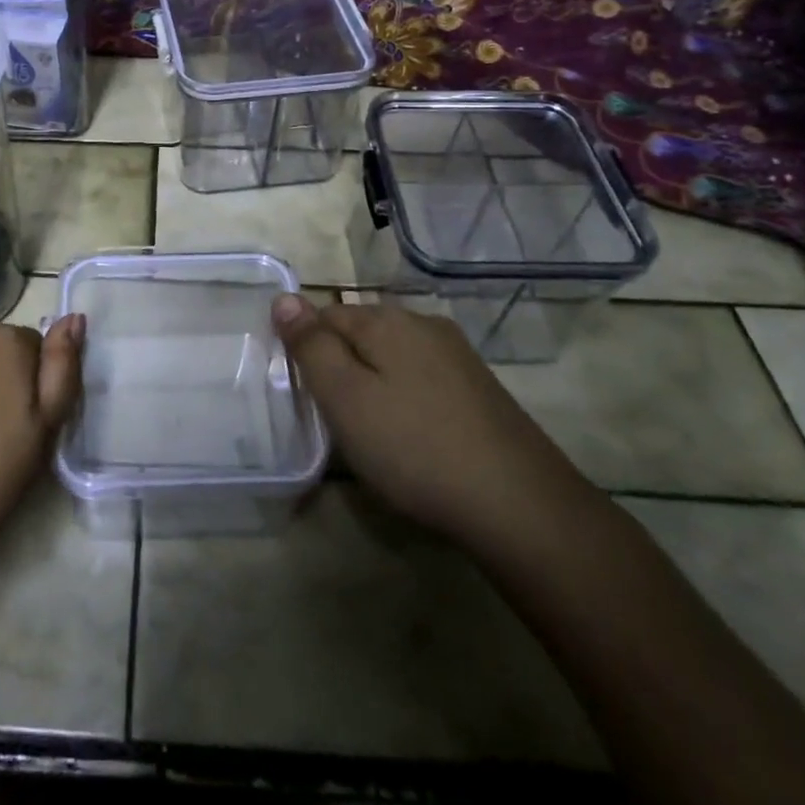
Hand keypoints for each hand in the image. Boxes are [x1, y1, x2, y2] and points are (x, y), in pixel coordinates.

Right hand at [272, 295, 590, 551]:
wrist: (521, 506)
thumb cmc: (414, 448)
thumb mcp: (345, 398)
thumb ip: (311, 346)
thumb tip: (284, 298)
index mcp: (386, 320)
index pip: (324, 314)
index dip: (306, 350)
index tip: (305, 395)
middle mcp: (423, 324)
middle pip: (361, 332)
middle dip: (340, 365)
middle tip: (333, 418)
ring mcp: (457, 356)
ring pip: (393, 356)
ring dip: (373, 382)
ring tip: (369, 431)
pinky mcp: (480, 388)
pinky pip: (423, 378)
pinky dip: (405, 398)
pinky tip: (411, 435)